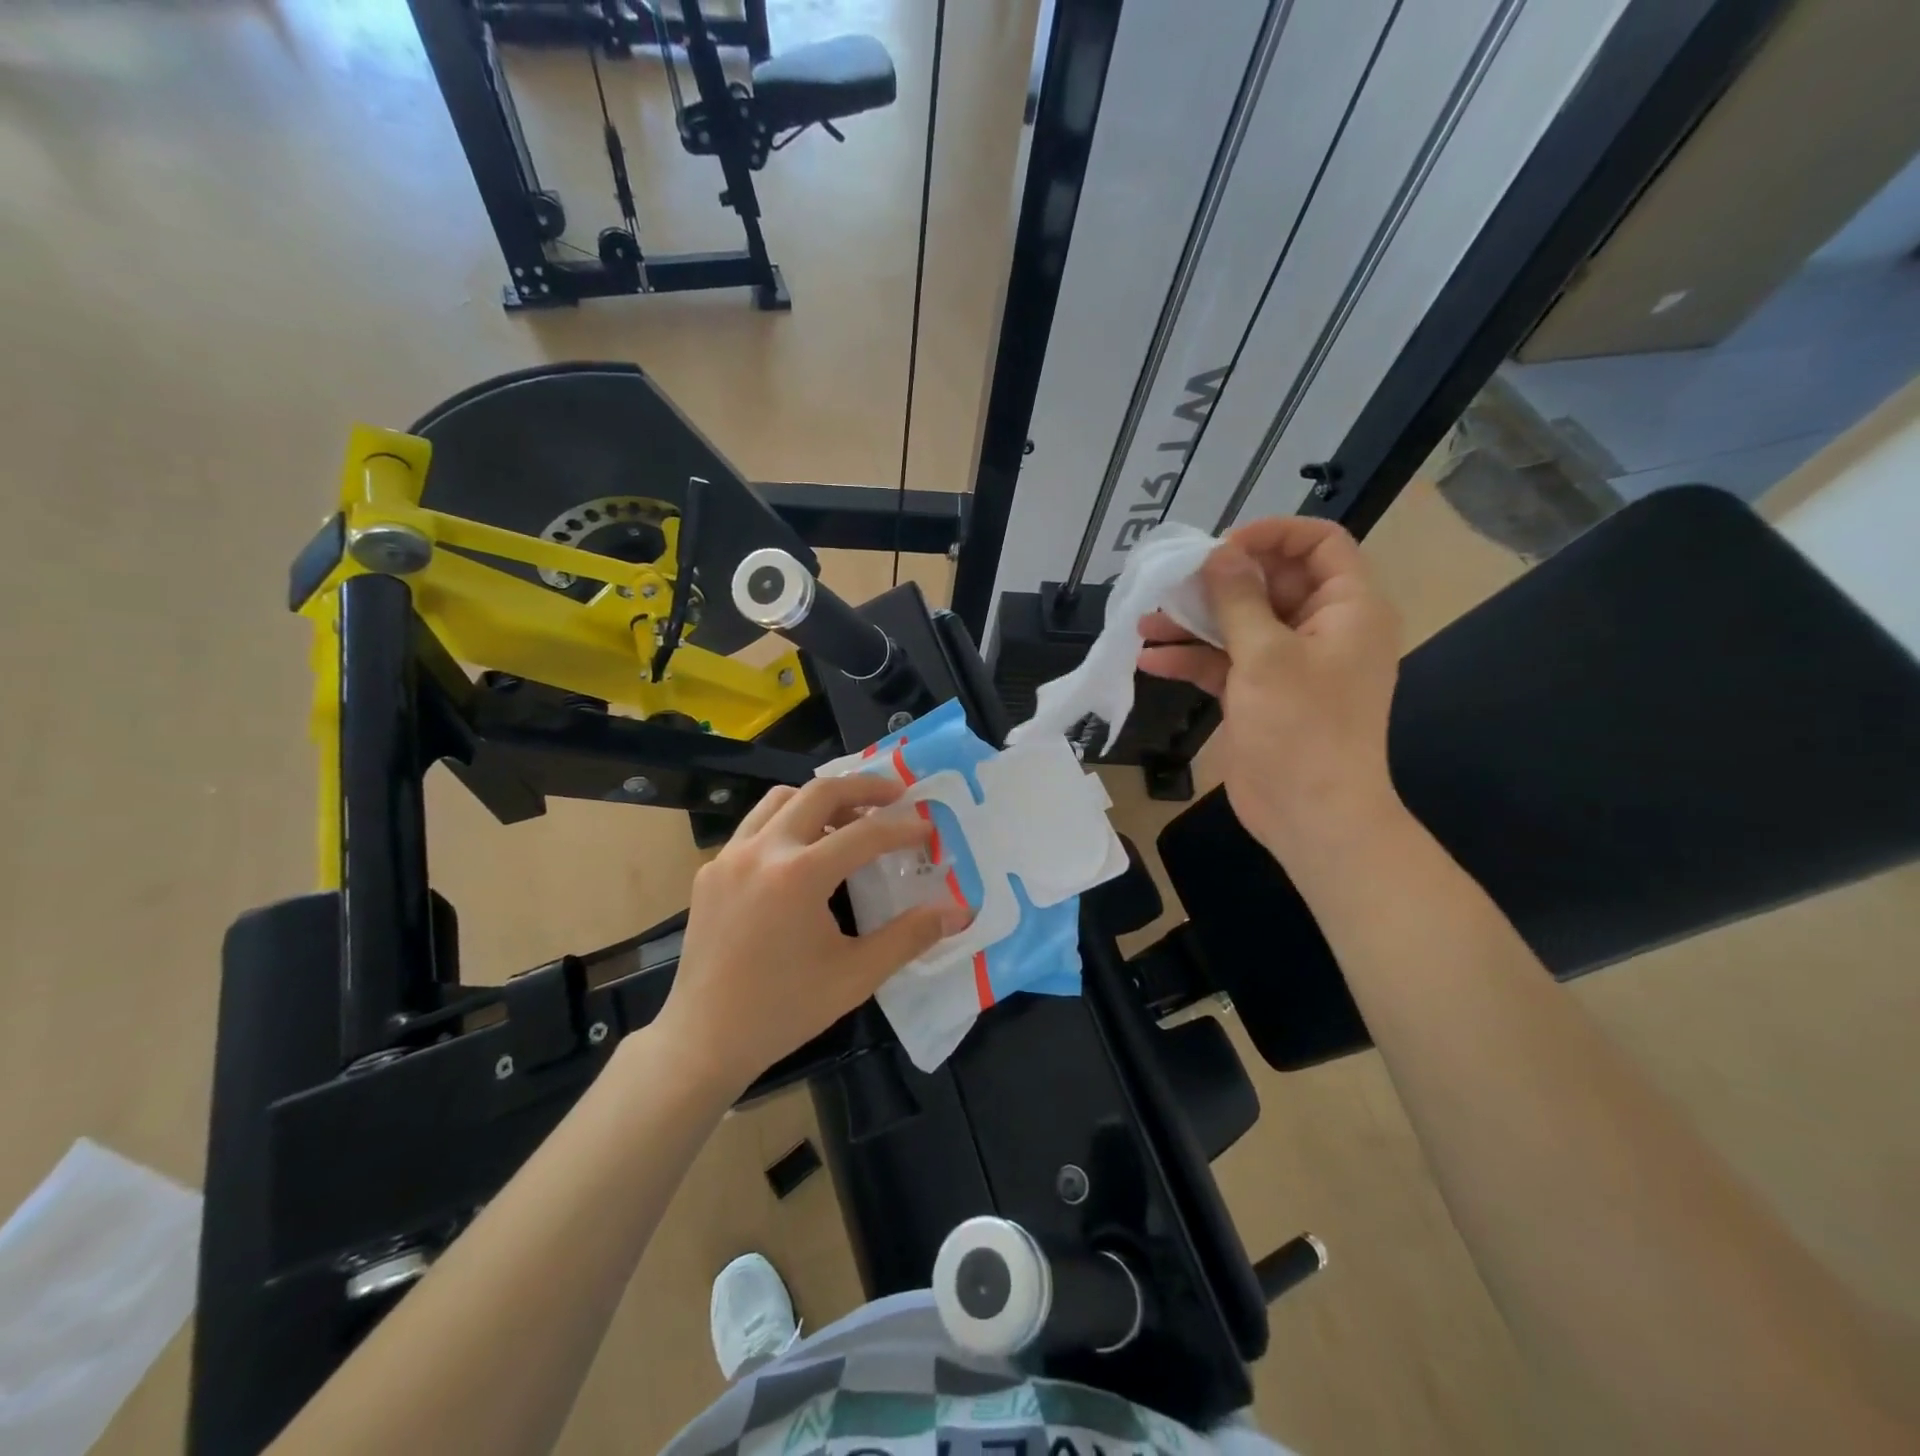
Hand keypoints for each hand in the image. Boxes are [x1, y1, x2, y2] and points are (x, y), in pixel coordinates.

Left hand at [656, 774, 971, 1095]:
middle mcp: (762, 851)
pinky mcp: (711, 871)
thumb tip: (959, 912)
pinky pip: (754, 826)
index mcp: (799, 875)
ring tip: (850, 819)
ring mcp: (729, 857)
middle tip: (896, 795)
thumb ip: (910, 937)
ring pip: (780, 799)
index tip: (928, 828)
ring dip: (820, 799)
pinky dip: (787, 823)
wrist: (704, 1040)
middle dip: (864, 787)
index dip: (903, 828)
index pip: (865, 834)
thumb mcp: (856, 976)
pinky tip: (803, 855)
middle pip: (820, 792)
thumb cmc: (785, 1011)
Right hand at [1137, 517, 1403, 858]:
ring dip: (1194, 622)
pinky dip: (1192, 659)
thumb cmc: (1301, 727)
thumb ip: (1238, 599)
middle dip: (1219, 581)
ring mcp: (1289, 664)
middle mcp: (1323, 629)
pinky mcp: (1261, 694)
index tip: (1222, 547)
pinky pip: (1225, 663)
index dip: (1272, 535)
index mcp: (1348, 608)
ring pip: (1240, 624)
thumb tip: (1218, 553)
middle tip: (1172, 581)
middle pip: (1271, 583)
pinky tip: (1150, 659)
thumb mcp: (1265, 654)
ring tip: (1144, 619)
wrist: (1311, 815)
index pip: (1320, 544)